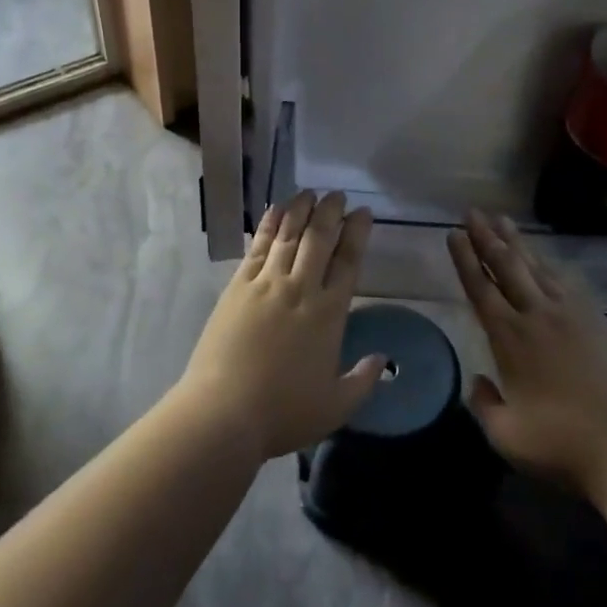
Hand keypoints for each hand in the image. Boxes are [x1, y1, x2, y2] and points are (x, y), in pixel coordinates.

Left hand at [178, 191, 383, 462]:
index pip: (348, 261)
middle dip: (331, 212)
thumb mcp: (335, 407)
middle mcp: (300, 289)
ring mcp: (266, 284)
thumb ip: (362, 380)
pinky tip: (275, 211)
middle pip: (319, 239)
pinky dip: (269, 225)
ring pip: (288, 236)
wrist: (223, 413)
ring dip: (301, 210)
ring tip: (310, 192)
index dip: (357, 234)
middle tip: (338, 195)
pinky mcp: (238, 287)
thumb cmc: (283, 412)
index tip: (363, 213)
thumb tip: (383, 359)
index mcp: (329, 313)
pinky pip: (258, 248)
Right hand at [448, 210, 606, 500]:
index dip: (465, 259)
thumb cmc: (563, 444)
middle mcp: (538, 316)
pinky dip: (549, 265)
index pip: (481, 288)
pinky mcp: (600, 321)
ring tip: (503, 220)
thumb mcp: (507, 436)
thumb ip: (485, 405)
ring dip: (517, 242)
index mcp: (510, 338)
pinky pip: (566, 282)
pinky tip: (545, 260)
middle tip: (472, 212)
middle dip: (486, 237)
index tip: (453, 234)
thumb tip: (478, 383)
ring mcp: (572, 314)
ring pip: (538, 267)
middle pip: (507, 266)